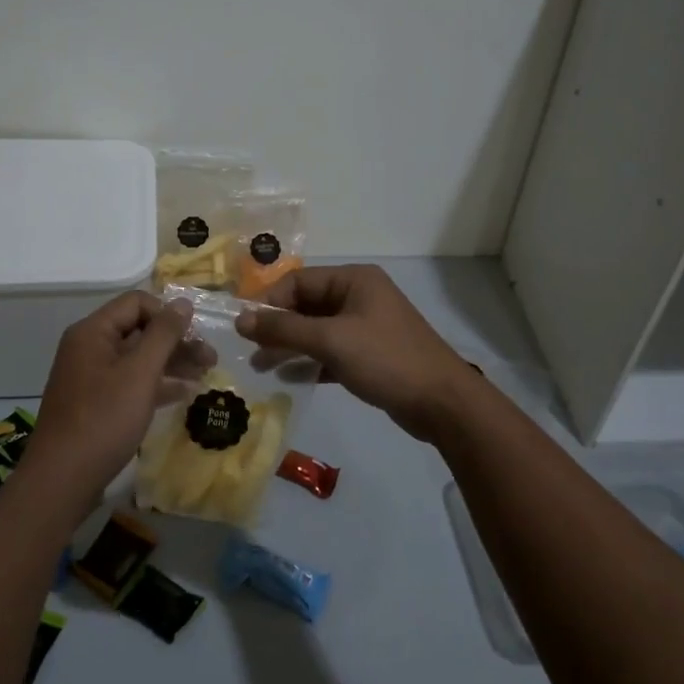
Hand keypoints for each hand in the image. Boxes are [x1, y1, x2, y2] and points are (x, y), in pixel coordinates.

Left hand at [21, 290, 199, 499]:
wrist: (62, 480)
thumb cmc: (103, 420)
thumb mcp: (140, 373)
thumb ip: (164, 334)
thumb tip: (184, 302)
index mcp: (93, 332)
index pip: (136, 303)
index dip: (168, 314)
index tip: (194, 337)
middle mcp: (89, 347)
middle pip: (139, 330)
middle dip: (176, 341)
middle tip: (210, 359)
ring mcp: (91, 376)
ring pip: (137, 358)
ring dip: (171, 363)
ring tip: (204, 375)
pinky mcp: (95, 403)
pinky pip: (131, 382)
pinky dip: (156, 384)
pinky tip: (183, 393)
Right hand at [234, 264, 480, 439]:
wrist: (442, 403)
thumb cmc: (385, 359)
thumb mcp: (331, 340)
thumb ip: (284, 328)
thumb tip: (240, 319)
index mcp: (354, 280)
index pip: (299, 281)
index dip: (269, 301)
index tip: (243, 326)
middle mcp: (359, 297)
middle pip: (306, 305)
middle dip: (277, 327)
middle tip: (249, 350)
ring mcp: (365, 326)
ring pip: (316, 330)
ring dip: (289, 346)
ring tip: (261, 367)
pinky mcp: (369, 354)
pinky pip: (330, 351)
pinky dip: (310, 362)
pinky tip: (289, 378)